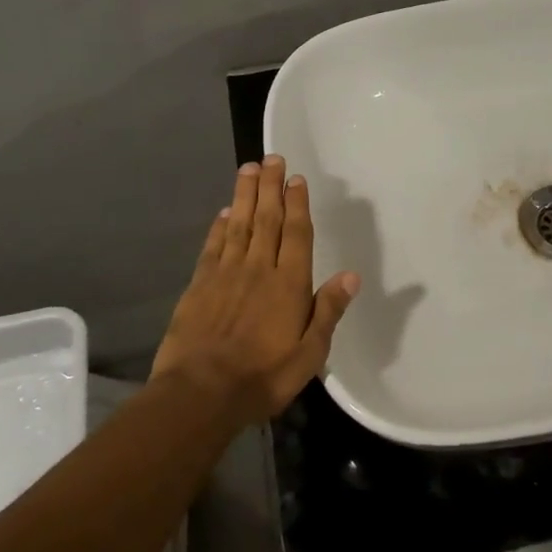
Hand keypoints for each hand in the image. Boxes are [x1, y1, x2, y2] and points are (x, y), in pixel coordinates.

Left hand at [151, 157, 359, 423]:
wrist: (200, 393)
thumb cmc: (263, 377)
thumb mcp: (309, 354)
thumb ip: (328, 311)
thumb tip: (351, 275)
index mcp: (289, 284)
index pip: (296, 234)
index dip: (297, 204)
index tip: (296, 179)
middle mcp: (259, 269)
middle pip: (267, 219)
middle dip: (270, 187)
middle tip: (272, 158)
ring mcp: (226, 274)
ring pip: (239, 225)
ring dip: (244, 195)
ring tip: (248, 169)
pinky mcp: (199, 286)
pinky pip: (213, 247)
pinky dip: (219, 227)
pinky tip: (224, 213)